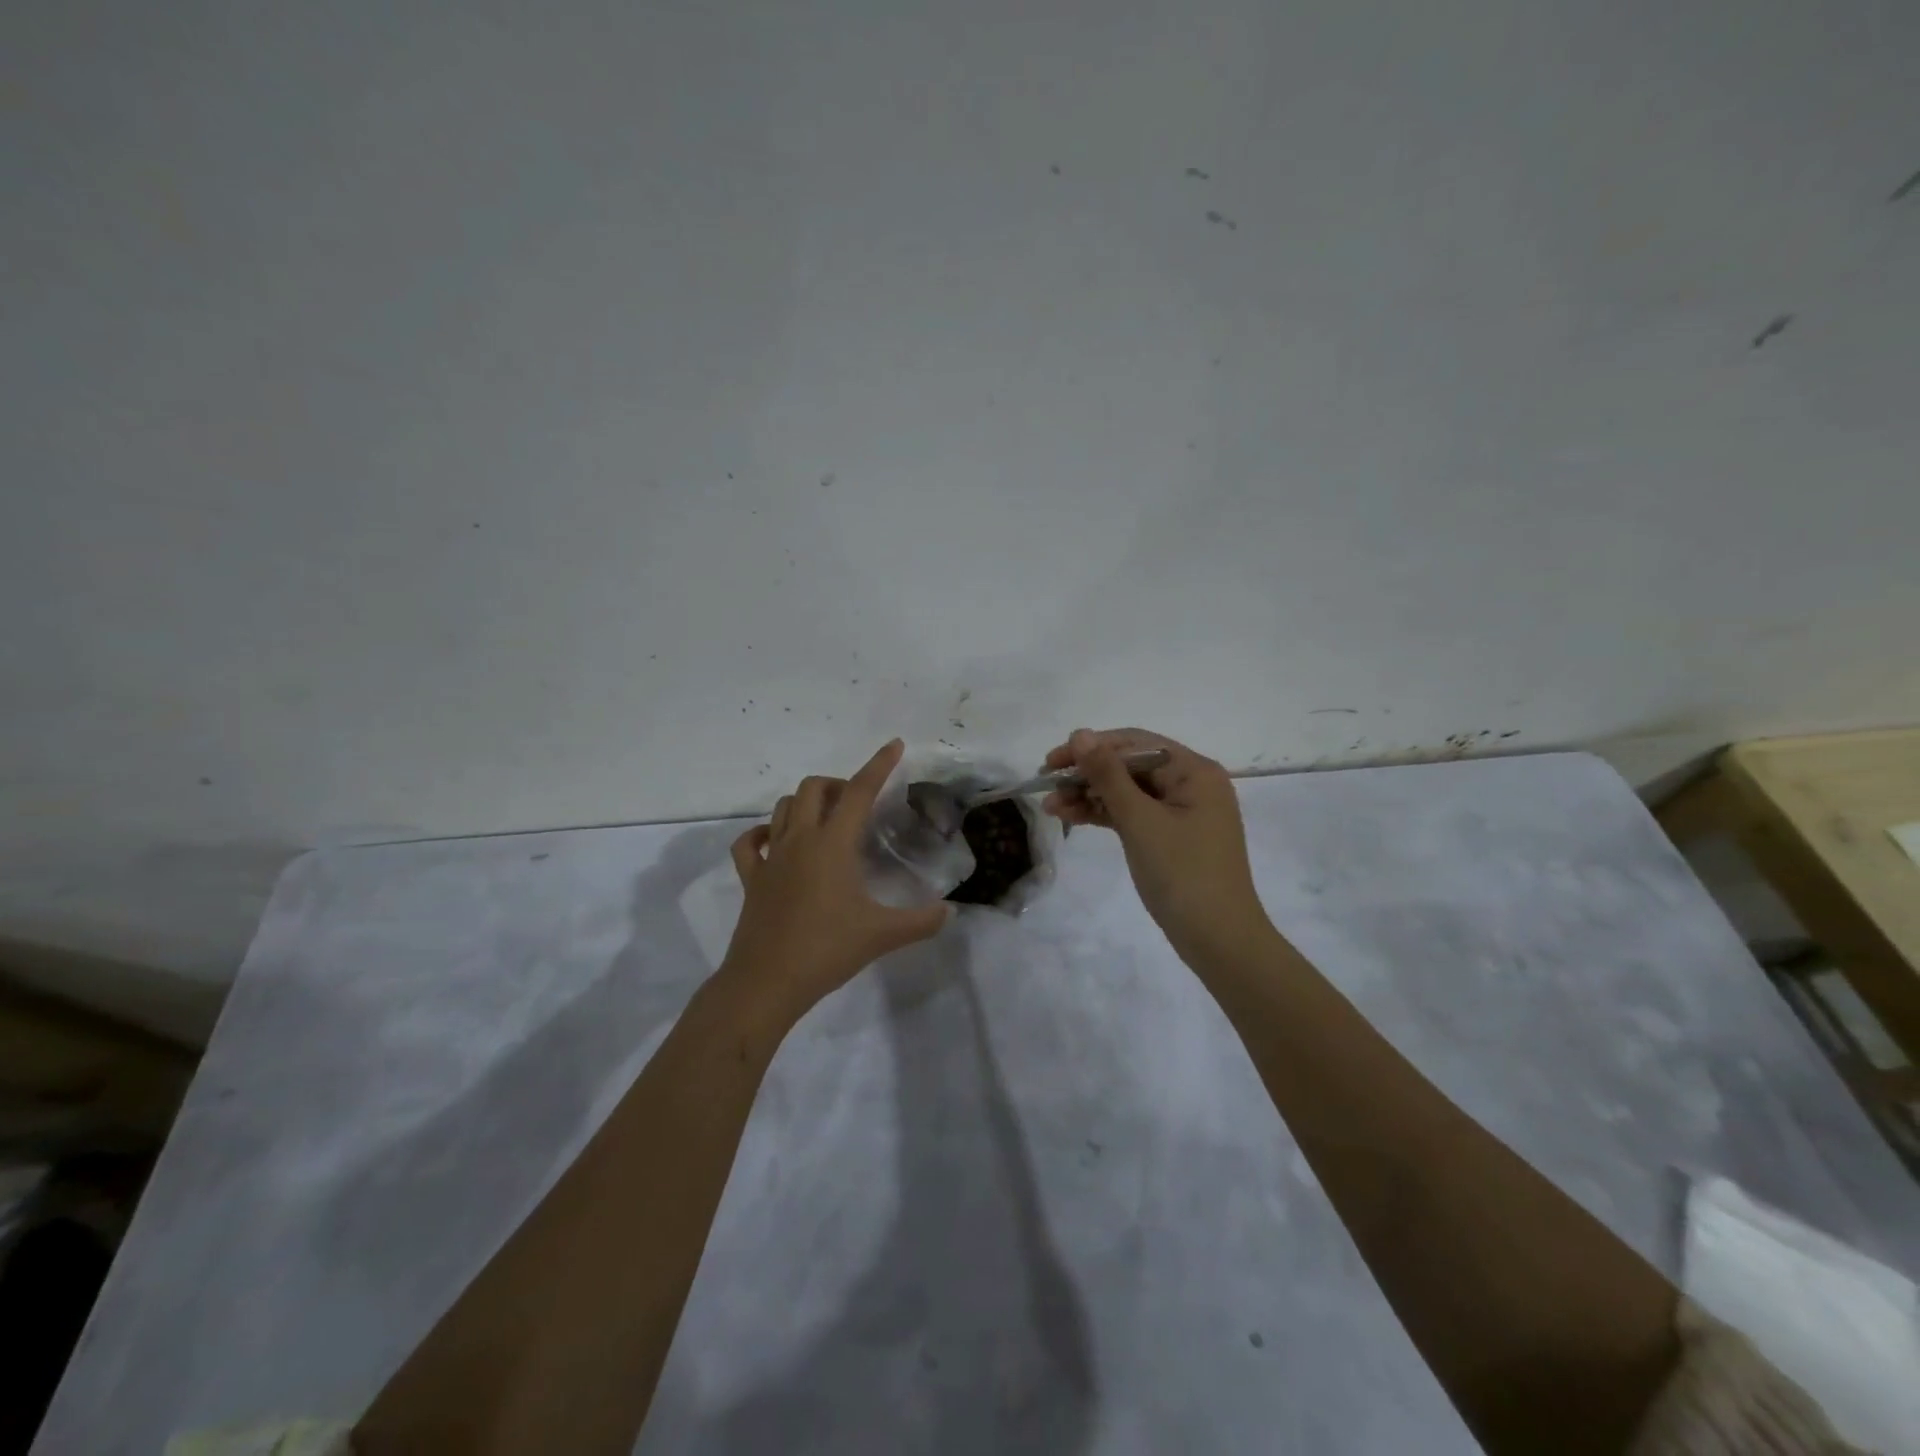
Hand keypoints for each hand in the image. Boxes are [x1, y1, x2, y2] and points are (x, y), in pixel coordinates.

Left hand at [723, 739, 951, 1021]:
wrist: (766, 982)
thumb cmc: (826, 950)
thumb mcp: (882, 935)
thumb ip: (921, 921)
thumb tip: (949, 911)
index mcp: (832, 844)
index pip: (859, 792)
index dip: (879, 765)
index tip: (894, 745)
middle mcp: (800, 840)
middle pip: (814, 788)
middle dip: (838, 784)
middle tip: (858, 804)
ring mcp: (771, 858)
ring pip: (784, 807)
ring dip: (806, 802)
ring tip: (826, 819)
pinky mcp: (751, 878)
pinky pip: (750, 842)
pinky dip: (763, 833)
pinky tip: (776, 841)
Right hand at [1042, 728, 1272, 961]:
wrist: (1219, 940)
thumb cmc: (1183, 874)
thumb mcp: (1140, 820)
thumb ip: (1108, 775)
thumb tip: (1080, 733)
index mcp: (1194, 770)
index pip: (1134, 744)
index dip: (1091, 748)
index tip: (1051, 763)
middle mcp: (1191, 783)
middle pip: (1130, 766)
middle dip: (1087, 775)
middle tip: (1046, 787)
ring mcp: (1182, 811)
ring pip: (1128, 791)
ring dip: (1090, 795)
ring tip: (1051, 808)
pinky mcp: (1171, 836)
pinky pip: (1133, 814)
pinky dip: (1105, 814)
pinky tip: (1073, 817)